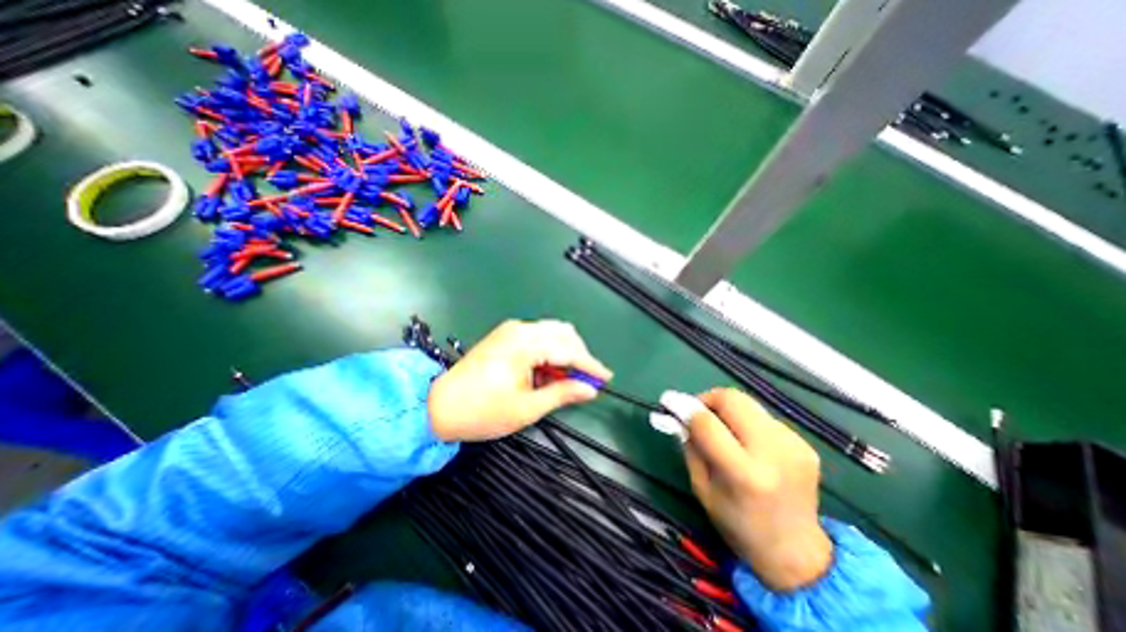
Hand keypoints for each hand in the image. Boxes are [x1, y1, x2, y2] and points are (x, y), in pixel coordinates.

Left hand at [428, 317, 611, 440]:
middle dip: (579, 356)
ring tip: (565, 381)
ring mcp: (511, 330)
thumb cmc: (482, 411)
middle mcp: (520, 329)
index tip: (606, 377)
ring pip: (552, 333)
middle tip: (585, 381)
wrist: (438, 406)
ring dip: (565, 354)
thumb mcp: (527, 408)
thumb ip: (562, 394)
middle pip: (563, 334)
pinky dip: (549, 353)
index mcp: (525, 344)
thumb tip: (589, 389)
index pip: (568, 350)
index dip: (590, 365)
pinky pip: (538, 338)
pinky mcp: (505, 335)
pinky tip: (547, 373)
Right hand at [682, 387, 829, 589]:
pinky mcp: (806, 444)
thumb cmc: (737, 524)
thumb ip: (691, 447)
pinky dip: (747, 422)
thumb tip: (680, 414)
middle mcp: (773, 454)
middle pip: (733, 400)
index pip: (708, 423)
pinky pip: (764, 418)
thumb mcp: (702, 488)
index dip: (686, 408)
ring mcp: (794, 446)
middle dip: (709, 399)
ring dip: (728, 410)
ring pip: (748, 404)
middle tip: (698, 412)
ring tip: (723, 430)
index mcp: (744, 474)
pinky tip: (747, 444)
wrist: (797, 553)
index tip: (671, 402)